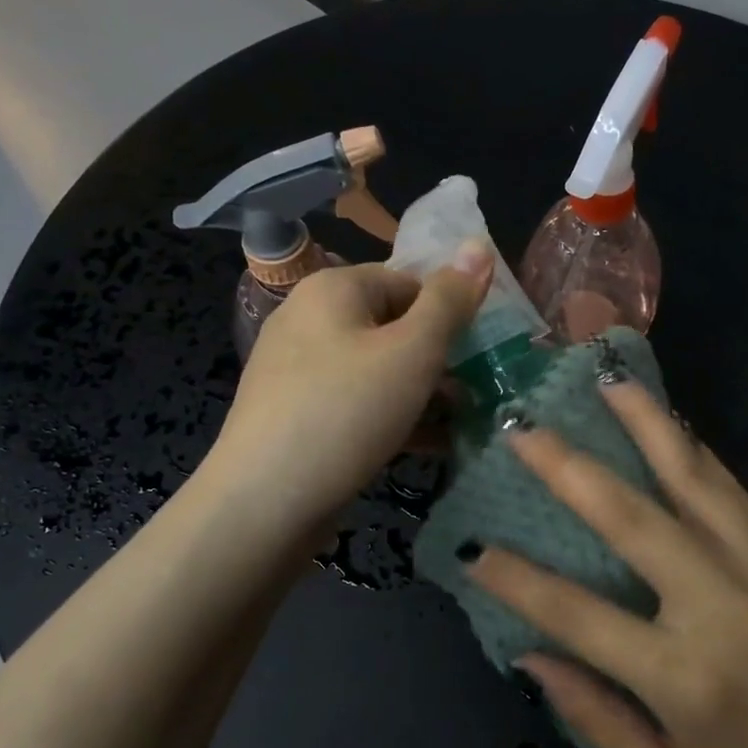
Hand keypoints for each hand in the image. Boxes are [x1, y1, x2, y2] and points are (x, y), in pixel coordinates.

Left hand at [206, 246, 491, 530]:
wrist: (264, 502)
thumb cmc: (347, 412)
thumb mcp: (413, 352)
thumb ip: (450, 301)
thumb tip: (480, 244)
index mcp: (333, 290)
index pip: (409, 282)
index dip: (450, 314)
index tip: (482, 354)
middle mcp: (310, 320)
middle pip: (394, 327)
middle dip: (440, 360)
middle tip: (478, 393)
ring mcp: (300, 370)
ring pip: (379, 370)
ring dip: (424, 393)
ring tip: (464, 423)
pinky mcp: (299, 415)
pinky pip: (358, 403)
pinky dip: (394, 417)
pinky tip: (430, 445)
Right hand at [466, 378, 747, 747]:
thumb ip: (601, 720)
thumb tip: (532, 656)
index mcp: (688, 681)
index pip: (576, 613)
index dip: (516, 579)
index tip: (474, 548)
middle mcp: (728, 608)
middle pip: (631, 517)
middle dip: (568, 466)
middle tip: (524, 428)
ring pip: (694, 480)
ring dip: (645, 425)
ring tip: (607, 382)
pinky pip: (740, 497)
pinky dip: (697, 459)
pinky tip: (672, 433)